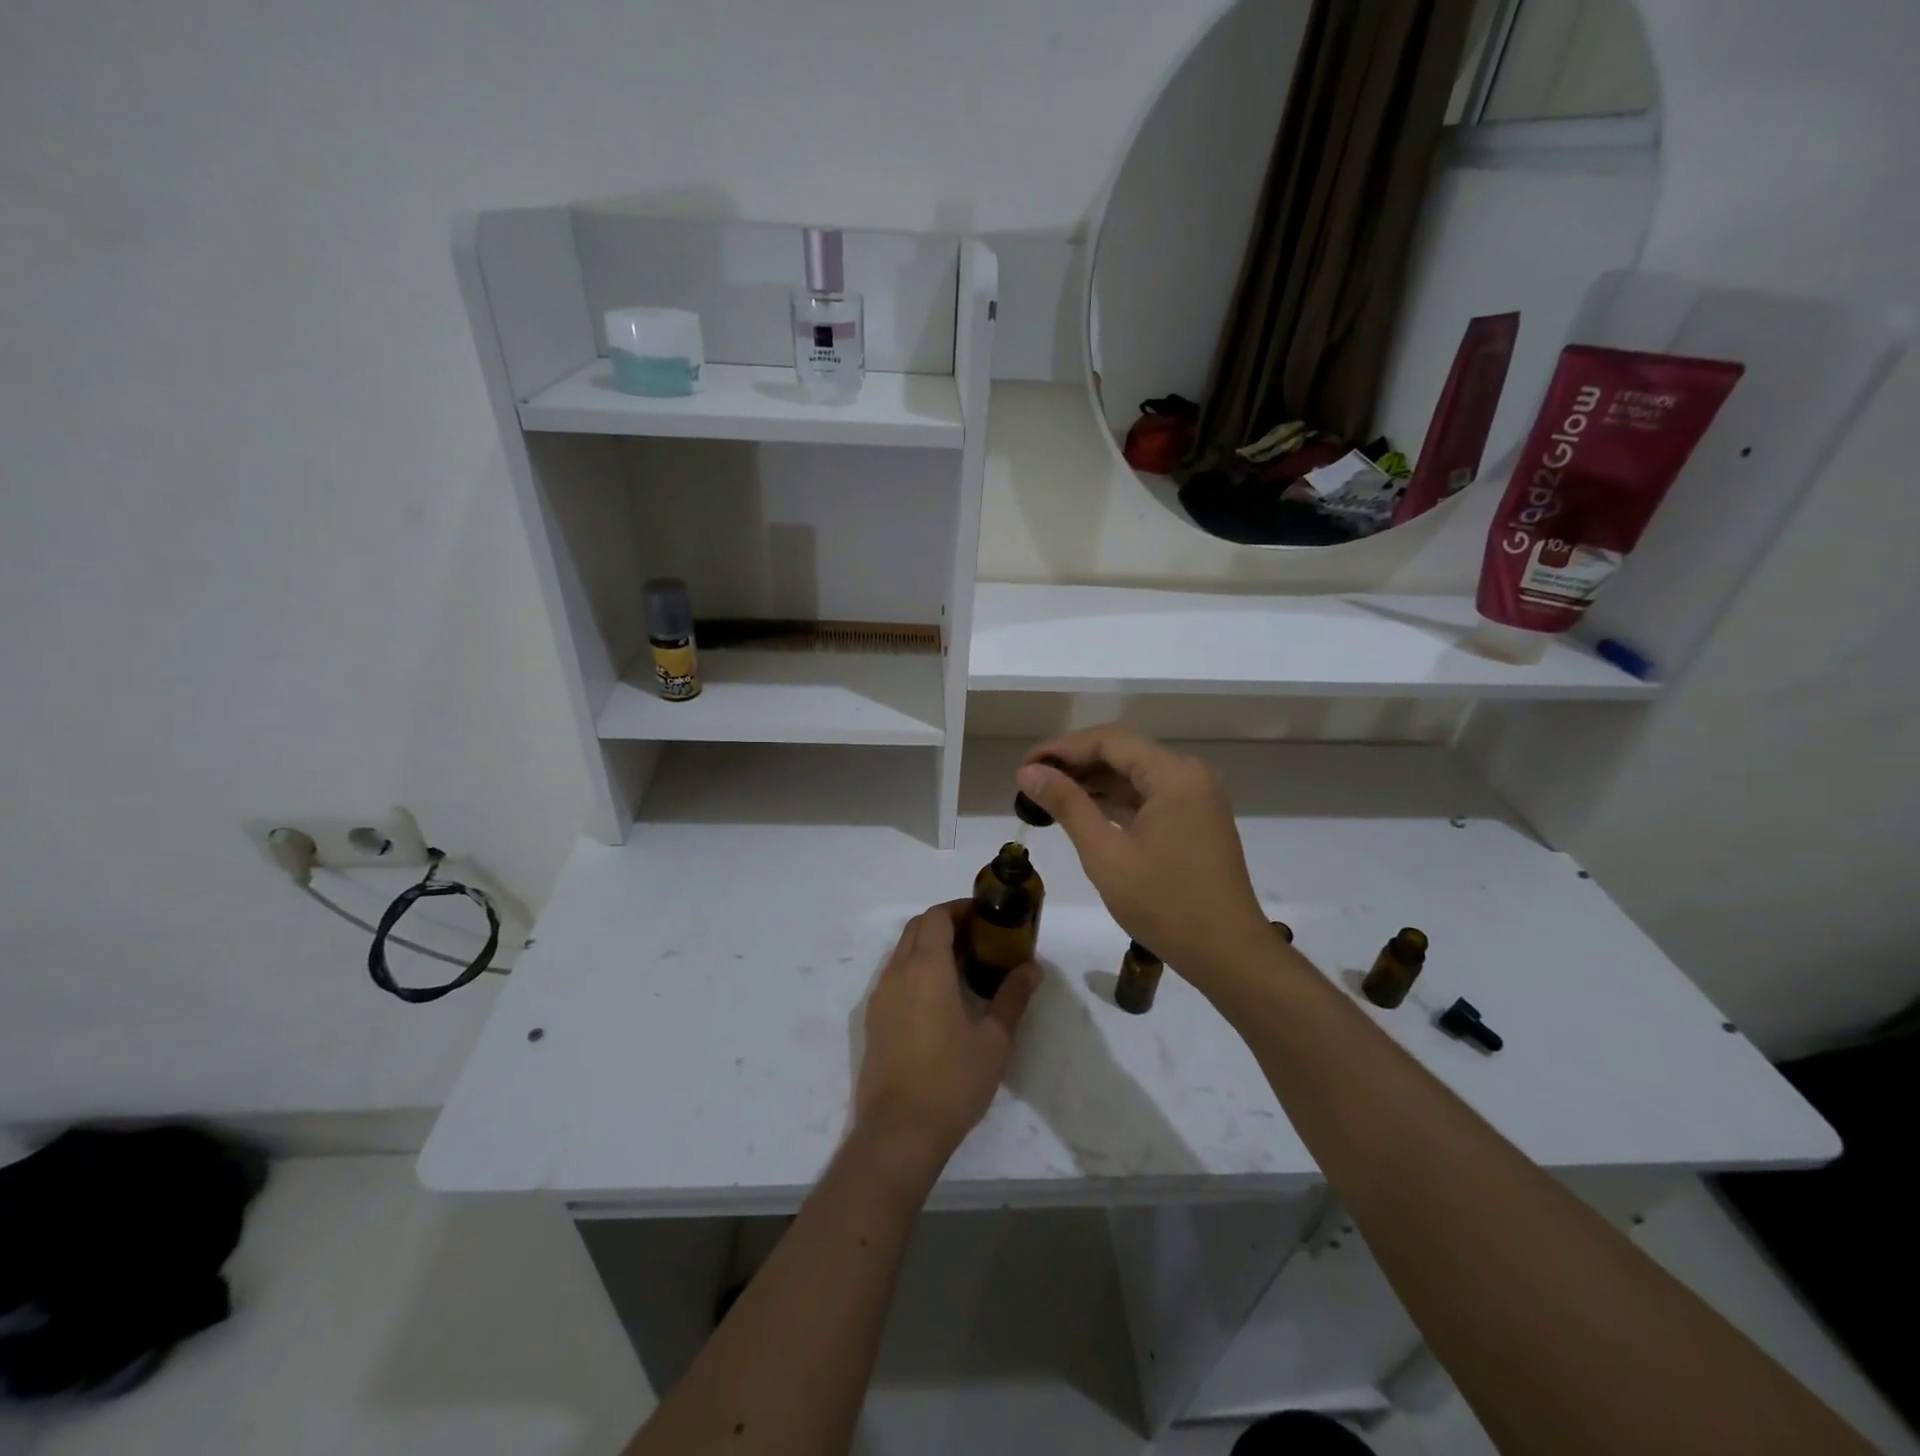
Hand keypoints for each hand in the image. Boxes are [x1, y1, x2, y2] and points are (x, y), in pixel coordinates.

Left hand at [854, 902, 1039, 1171]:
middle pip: (917, 928)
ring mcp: (880, 996)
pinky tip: (939, 997)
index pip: (937, 917)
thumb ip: (1012, 997)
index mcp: (926, 968)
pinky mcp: (873, 1019)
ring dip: (928, 946)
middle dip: (945, 923)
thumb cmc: (952, 1080)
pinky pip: (894, 976)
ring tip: (963, 966)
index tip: (985, 917)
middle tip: (979, 938)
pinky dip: (915, 969)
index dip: (960, 909)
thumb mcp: (994, 1039)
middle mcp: (897, 972)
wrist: (899, 1131)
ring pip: (902, 951)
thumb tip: (1031, 968)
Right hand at [1017, 725, 1270, 982]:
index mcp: (1173, 774)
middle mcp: (1189, 775)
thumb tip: (1028, 772)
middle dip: (1075, 763)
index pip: (1108, 741)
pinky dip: (1115, 801)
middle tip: (1031, 781)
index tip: (1024, 766)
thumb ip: (1067, 805)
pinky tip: (1083, 812)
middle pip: (1123, 753)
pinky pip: (1148, 797)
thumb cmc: (1164, 903)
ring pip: (1134, 775)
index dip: (1062, 748)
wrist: (1227, 954)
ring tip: (1048, 796)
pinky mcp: (1195, 820)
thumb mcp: (1106, 853)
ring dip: (1093, 782)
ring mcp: (1195, 798)